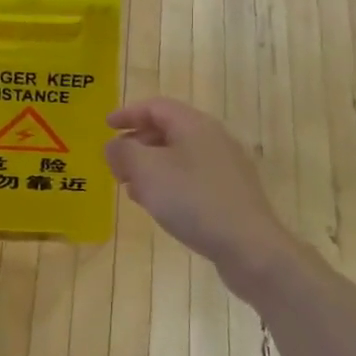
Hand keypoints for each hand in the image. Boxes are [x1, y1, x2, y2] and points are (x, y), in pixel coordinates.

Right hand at [106, 98, 300, 294]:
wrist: (250, 248)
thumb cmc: (193, 201)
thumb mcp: (147, 171)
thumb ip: (123, 152)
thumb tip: (114, 146)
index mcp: (194, 124)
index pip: (155, 107)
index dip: (127, 114)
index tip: (105, 126)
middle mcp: (213, 138)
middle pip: (168, 130)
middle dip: (137, 143)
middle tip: (115, 163)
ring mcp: (226, 166)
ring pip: (179, 156)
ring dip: (151, 166)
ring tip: (131, 187)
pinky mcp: (232, 193)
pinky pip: (192, 177)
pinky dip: (169, 183)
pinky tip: (158, 205)